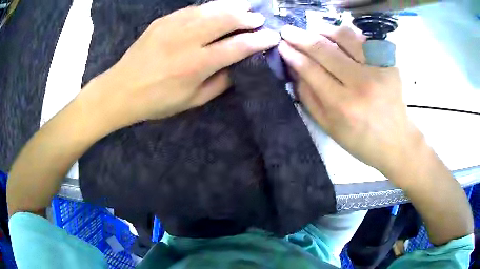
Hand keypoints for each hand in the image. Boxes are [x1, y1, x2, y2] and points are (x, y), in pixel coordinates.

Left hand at [81, 0, 279, 129]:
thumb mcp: (192, 101)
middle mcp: (187, 40)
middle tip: (260, 19)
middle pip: (226, 20)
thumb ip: (219, 83)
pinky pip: (192, 9)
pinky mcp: (163, 20)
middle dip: (248, 18)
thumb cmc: (157, 101)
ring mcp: (173, 26)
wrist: (121, 89)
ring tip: (246, 7)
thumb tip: (237, 66)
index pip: (237, 46)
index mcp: (196, 65)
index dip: (259, 40)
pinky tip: (218, 9)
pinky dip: (210, 7)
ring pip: (211, 9)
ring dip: (232, 7)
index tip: (272, 37)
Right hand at [278, 25, 423, 181]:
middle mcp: (361, 83)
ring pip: (344, 36)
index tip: (281, 45)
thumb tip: (294, 69)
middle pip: (324, 49)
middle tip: (287, 31)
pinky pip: (364, 40)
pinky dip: (347, 35)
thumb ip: (308, 98)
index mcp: (343, 105)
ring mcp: (378, 70)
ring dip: (323, 30)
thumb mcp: (329, 127)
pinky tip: (339, 39)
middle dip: (300, 36)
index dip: (292, 54)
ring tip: (314, 32)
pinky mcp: (389, 64)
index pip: (311, 69)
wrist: (396, 141)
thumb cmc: (361, 141)